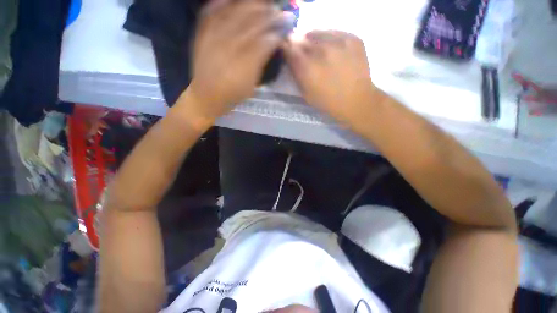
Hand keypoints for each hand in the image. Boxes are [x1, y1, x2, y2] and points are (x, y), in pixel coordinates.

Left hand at [186, 0, 290, 120]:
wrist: (206, 96)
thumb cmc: (233, 94)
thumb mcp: (251, 85)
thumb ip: (261, 63)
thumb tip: (272, 43)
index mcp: (245, 63)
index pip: (265, 40)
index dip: (277, 30)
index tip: (286, 24)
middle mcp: (230, 46)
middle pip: (252, 22)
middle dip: (268, 14)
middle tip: (278, 9)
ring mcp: (214, 36)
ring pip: (234, 13)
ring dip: (251, 5)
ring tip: (262, 3)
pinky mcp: (202, 33)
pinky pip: (210, 11)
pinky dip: (222, 3)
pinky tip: (231, 0)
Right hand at [284, 31, 376, 123]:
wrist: (356, 101)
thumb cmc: (327, 102)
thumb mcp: (305, 93)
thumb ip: (296, 74)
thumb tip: (291, 58)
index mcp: (307, 67)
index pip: (289, 48)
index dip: (287, 50)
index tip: (290, 54)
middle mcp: (321, 50)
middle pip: (302, 38)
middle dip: (299, 45)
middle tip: (304, 55)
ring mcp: (339, 42)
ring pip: (318, 32)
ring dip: (314, 40)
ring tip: (319, 51)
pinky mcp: (353, 39)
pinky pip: (335, 32)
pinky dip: (330, 39)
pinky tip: (333, 50)